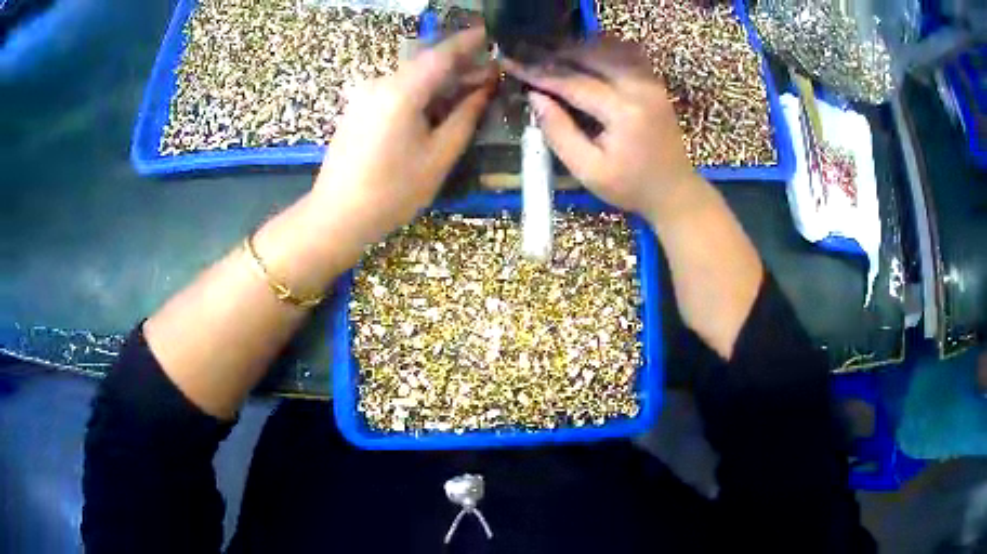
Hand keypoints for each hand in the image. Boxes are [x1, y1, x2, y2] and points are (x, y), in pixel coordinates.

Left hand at [312, 27, 494, 242]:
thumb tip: (485, 87)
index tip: (493, 34)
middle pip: (426, 63)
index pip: (442, 54)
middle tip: (490, 72)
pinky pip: (396, 89)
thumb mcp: (439, 156)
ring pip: (412, 76)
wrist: (337, 215)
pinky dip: (421, 90)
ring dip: (441, 79)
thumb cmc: (392, 191)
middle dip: (459, 64)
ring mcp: (365, 94)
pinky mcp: (358, 107)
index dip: (470, 41)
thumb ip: (466, 116)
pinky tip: (437, 104)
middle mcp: (380, 83)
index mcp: (402, 91)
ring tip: (469, 89)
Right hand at [506, 40, 700, 220]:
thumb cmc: (630, 187)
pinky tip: (583, 56)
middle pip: (590, 54)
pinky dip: (600, 49)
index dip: (539, 72)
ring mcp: (650, 81)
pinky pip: (625, 52)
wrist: (674, 190)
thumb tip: (534, 97)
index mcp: (624, 112)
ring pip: (608, 47)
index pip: (573, 82)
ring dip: (576, 48)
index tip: (510, 63)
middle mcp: (640, 87)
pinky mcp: (654, 82)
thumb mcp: (588, 171)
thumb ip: (559, 132)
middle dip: (555, 53)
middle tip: (526, 56)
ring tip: (550, 56)